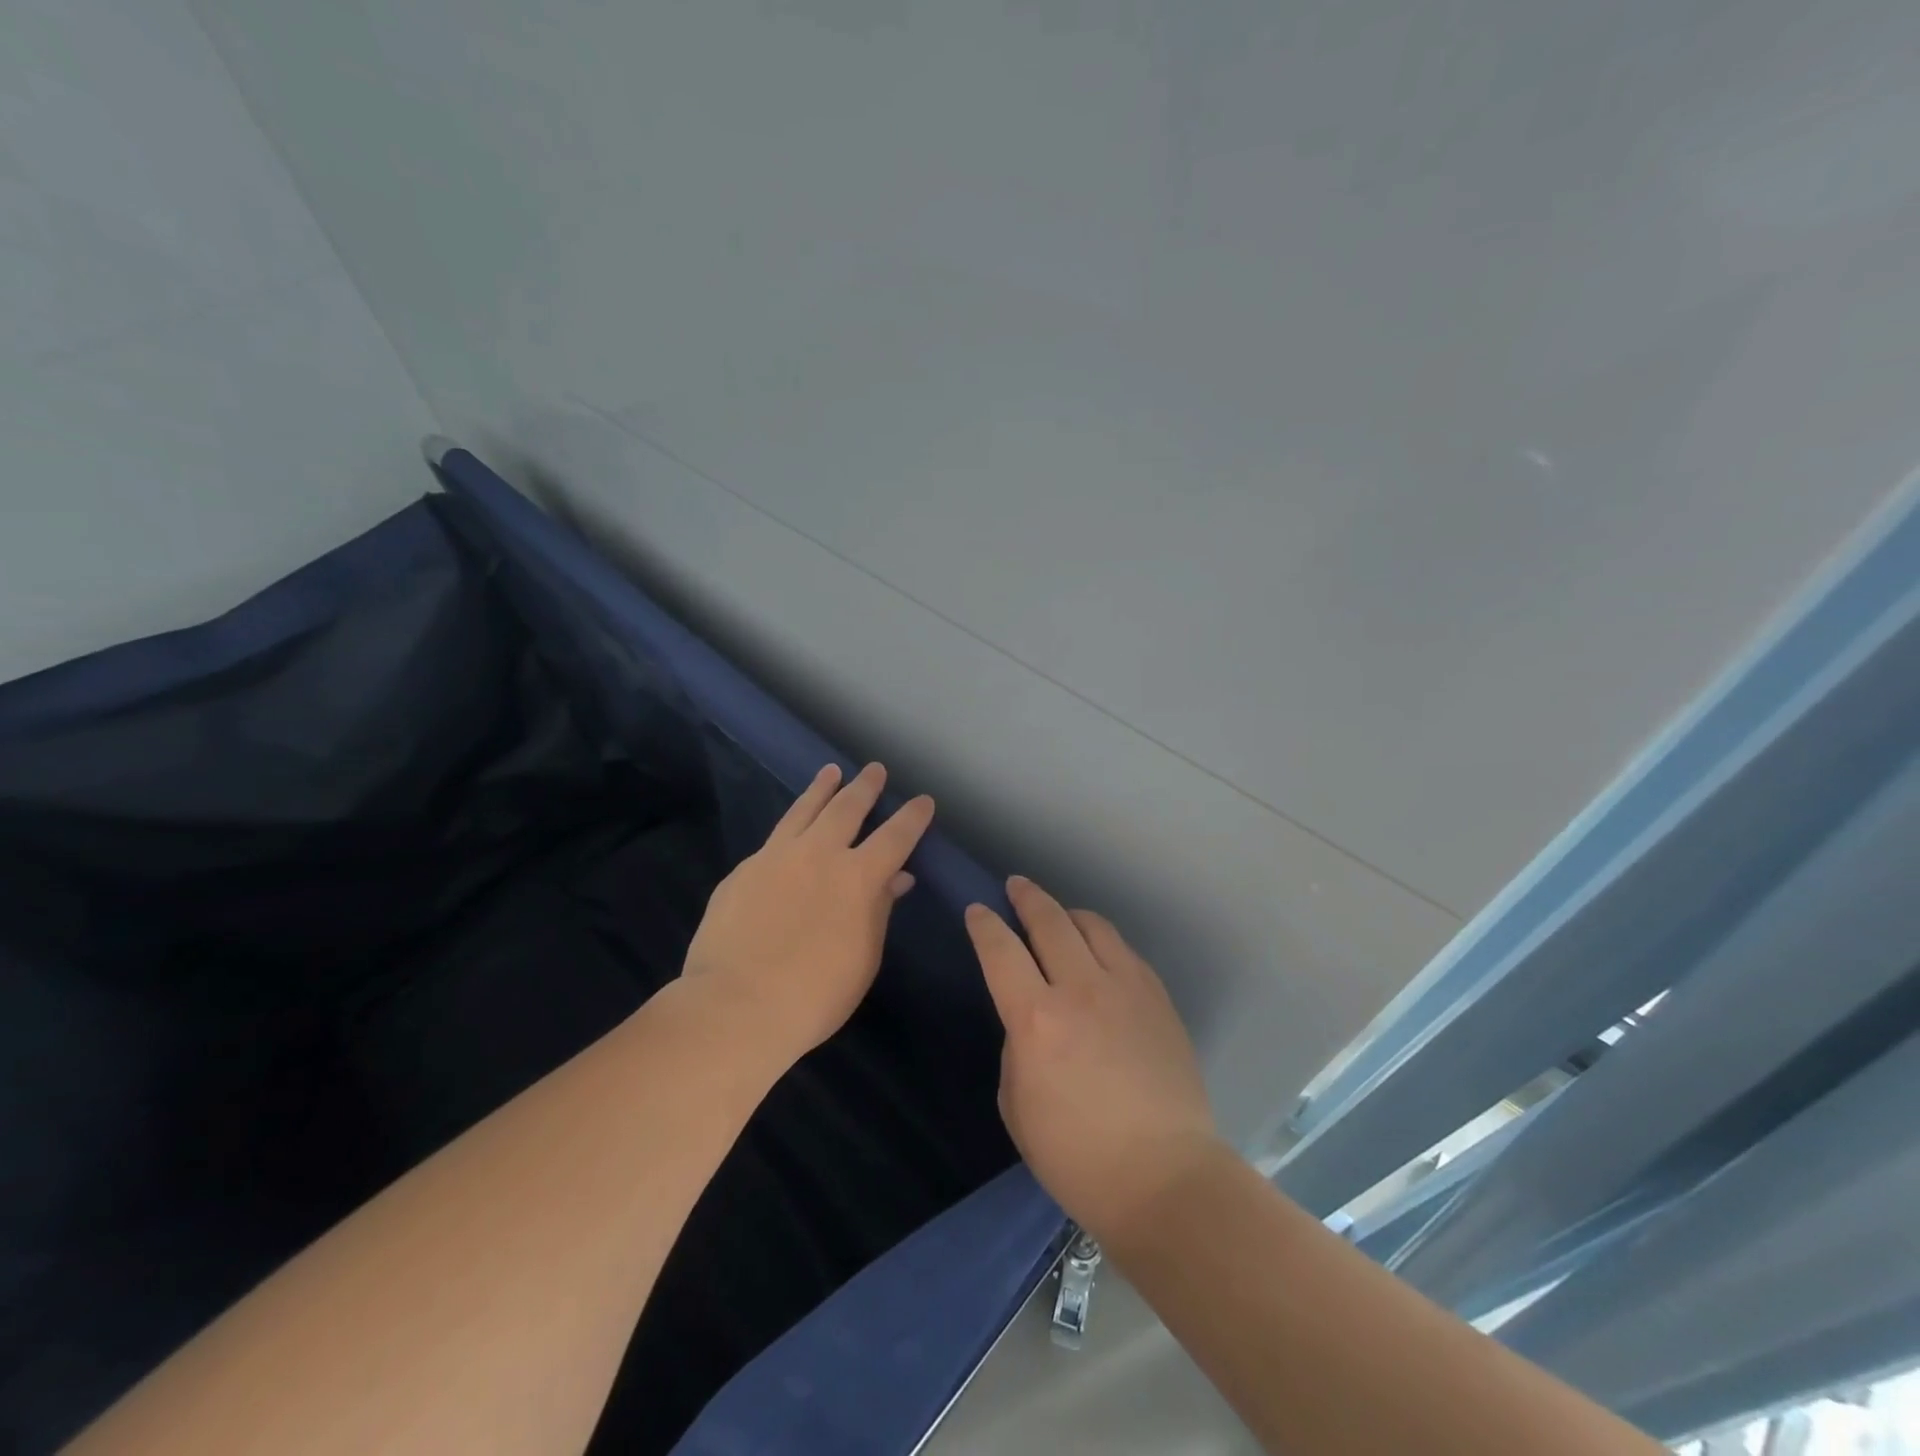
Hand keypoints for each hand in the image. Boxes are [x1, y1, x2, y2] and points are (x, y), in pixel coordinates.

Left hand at [683, 762, 933, 1068]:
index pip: (895, 836)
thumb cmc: (815, 994)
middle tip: (874, 769)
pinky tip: (790, 829)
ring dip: (822, 788)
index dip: (912, 817)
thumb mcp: (863, 957)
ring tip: (831, 771)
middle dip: (865, 786)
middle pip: (847, 807)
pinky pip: (774, 838)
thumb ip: (879, 910)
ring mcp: (776, 857)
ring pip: (804, 810)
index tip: (923, 800)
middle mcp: (819, 854)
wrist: (735, 1006)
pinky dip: (791, 825)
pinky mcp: (743, 869)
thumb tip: (895, 879)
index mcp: (858, 877)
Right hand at [967, 877, 1221, 1247]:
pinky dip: (1103, 942)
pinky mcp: (1158, 999)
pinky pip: (1125, 952)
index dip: (984, 924)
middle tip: (1016, 887)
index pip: (1001, 950)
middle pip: (1050, 921)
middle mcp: (1081, 989)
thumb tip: (1031, 1019)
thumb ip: (1018, 1045)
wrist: (1165, 1179)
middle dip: (1027, 897)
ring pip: (1093, 925)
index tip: (977, 910)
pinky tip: (1099, 954)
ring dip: (1068, 913)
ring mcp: (1126, 989)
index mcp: (1037, 1019)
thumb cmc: (1077, 1156)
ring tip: (1059, 916)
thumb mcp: (1016, 1105)